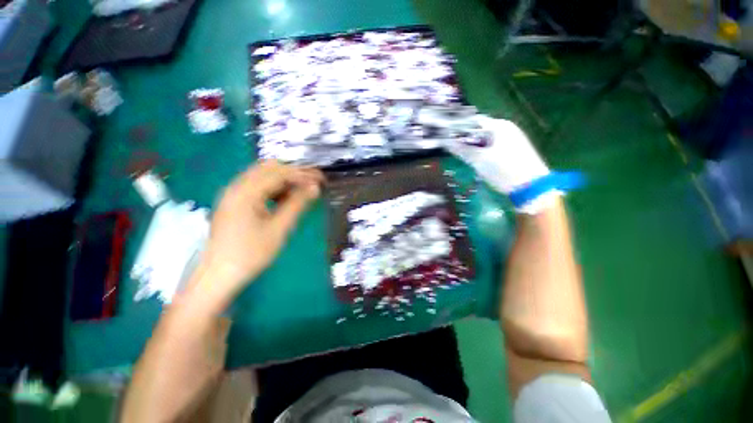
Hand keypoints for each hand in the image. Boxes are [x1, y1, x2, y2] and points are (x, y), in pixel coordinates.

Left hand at [190, 160, 324, 301]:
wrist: (219, 276)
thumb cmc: (251, 254)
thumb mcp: (279, 229)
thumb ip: (297, 204)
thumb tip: (314, 188)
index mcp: (246, 192)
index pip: (279, 173)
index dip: (303, 174)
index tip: (321, 180)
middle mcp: (236, 187)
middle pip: (269, 168)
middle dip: (293, 173)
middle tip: (312, 183)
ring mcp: (233, 194)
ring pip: (262, 175)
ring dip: (284, 179)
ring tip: (302, 191)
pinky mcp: (233, 202)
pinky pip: (257, 186)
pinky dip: (274, 187)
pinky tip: (284, 198)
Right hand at [444, 117, 559, 213]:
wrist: (532, 187)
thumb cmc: (504, 170)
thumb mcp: (479, 160)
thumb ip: (462, 150)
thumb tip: (446, 143)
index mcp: (499, 126)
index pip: (474, 122)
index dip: (459, 130)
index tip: (448, 140)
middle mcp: (507, 129)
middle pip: (480, 131)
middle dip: (467, 141)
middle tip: (456, 152)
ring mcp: (512, 139)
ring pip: (486, 141)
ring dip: (475, 148)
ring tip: (467, 159)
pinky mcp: (514, 151)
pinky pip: (493, 147)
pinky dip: (484, 153)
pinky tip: (480, 163)